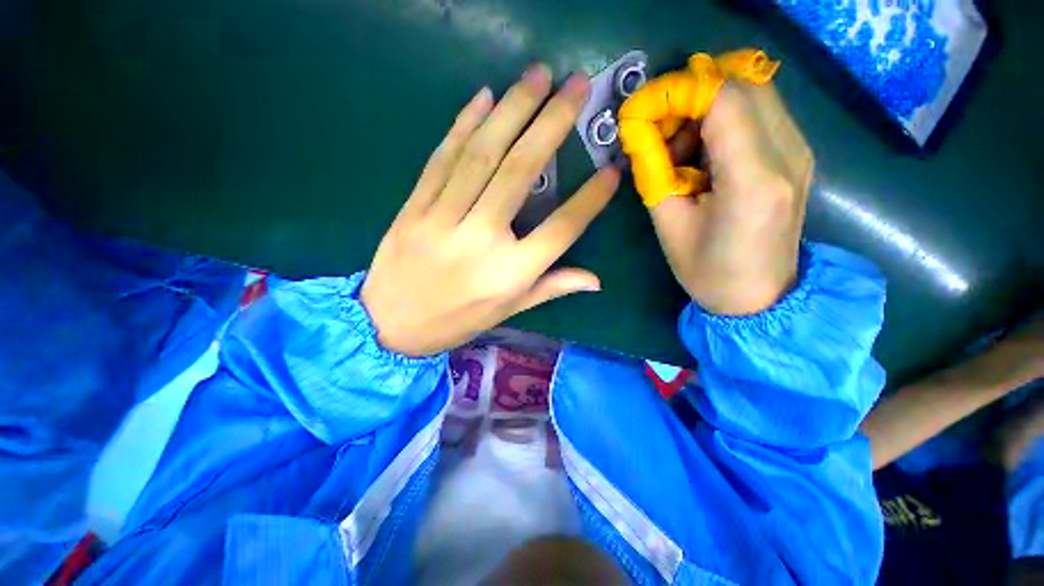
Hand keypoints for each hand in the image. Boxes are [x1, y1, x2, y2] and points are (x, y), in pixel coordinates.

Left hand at [360, 67, 619, 356]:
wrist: (390, 325)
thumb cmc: (457, 321)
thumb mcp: (509, 311)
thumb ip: (552, 288)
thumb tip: (596, 279)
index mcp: (509, 274)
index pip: (561, 229)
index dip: (590, 199)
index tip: (611, 170)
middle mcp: (480, 241)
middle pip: (519, 173)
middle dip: (550, 123)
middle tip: (575, 85)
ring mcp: (442, 219)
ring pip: (480, 155)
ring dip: (511, 110)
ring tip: (536, 76)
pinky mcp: (413, 208)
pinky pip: (441, 159)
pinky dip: (463, 125)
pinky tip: (483, 98)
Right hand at [654, 82, 812, 315]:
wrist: (760, 298)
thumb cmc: (707, 271)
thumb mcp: (668, 224)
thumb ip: (652, 171)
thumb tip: (636, 129)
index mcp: (753, 180)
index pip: (723, 99)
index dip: (678, 92)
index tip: (642, 110)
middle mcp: (788, 154)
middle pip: (743, 84)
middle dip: (692, 95)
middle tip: (659, 130)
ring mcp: (799, 151)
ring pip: (753, 93)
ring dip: (708, 107)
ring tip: (680, 150)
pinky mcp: (797, 155)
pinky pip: (760, 112)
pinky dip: (725, 119)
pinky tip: (704, 155)